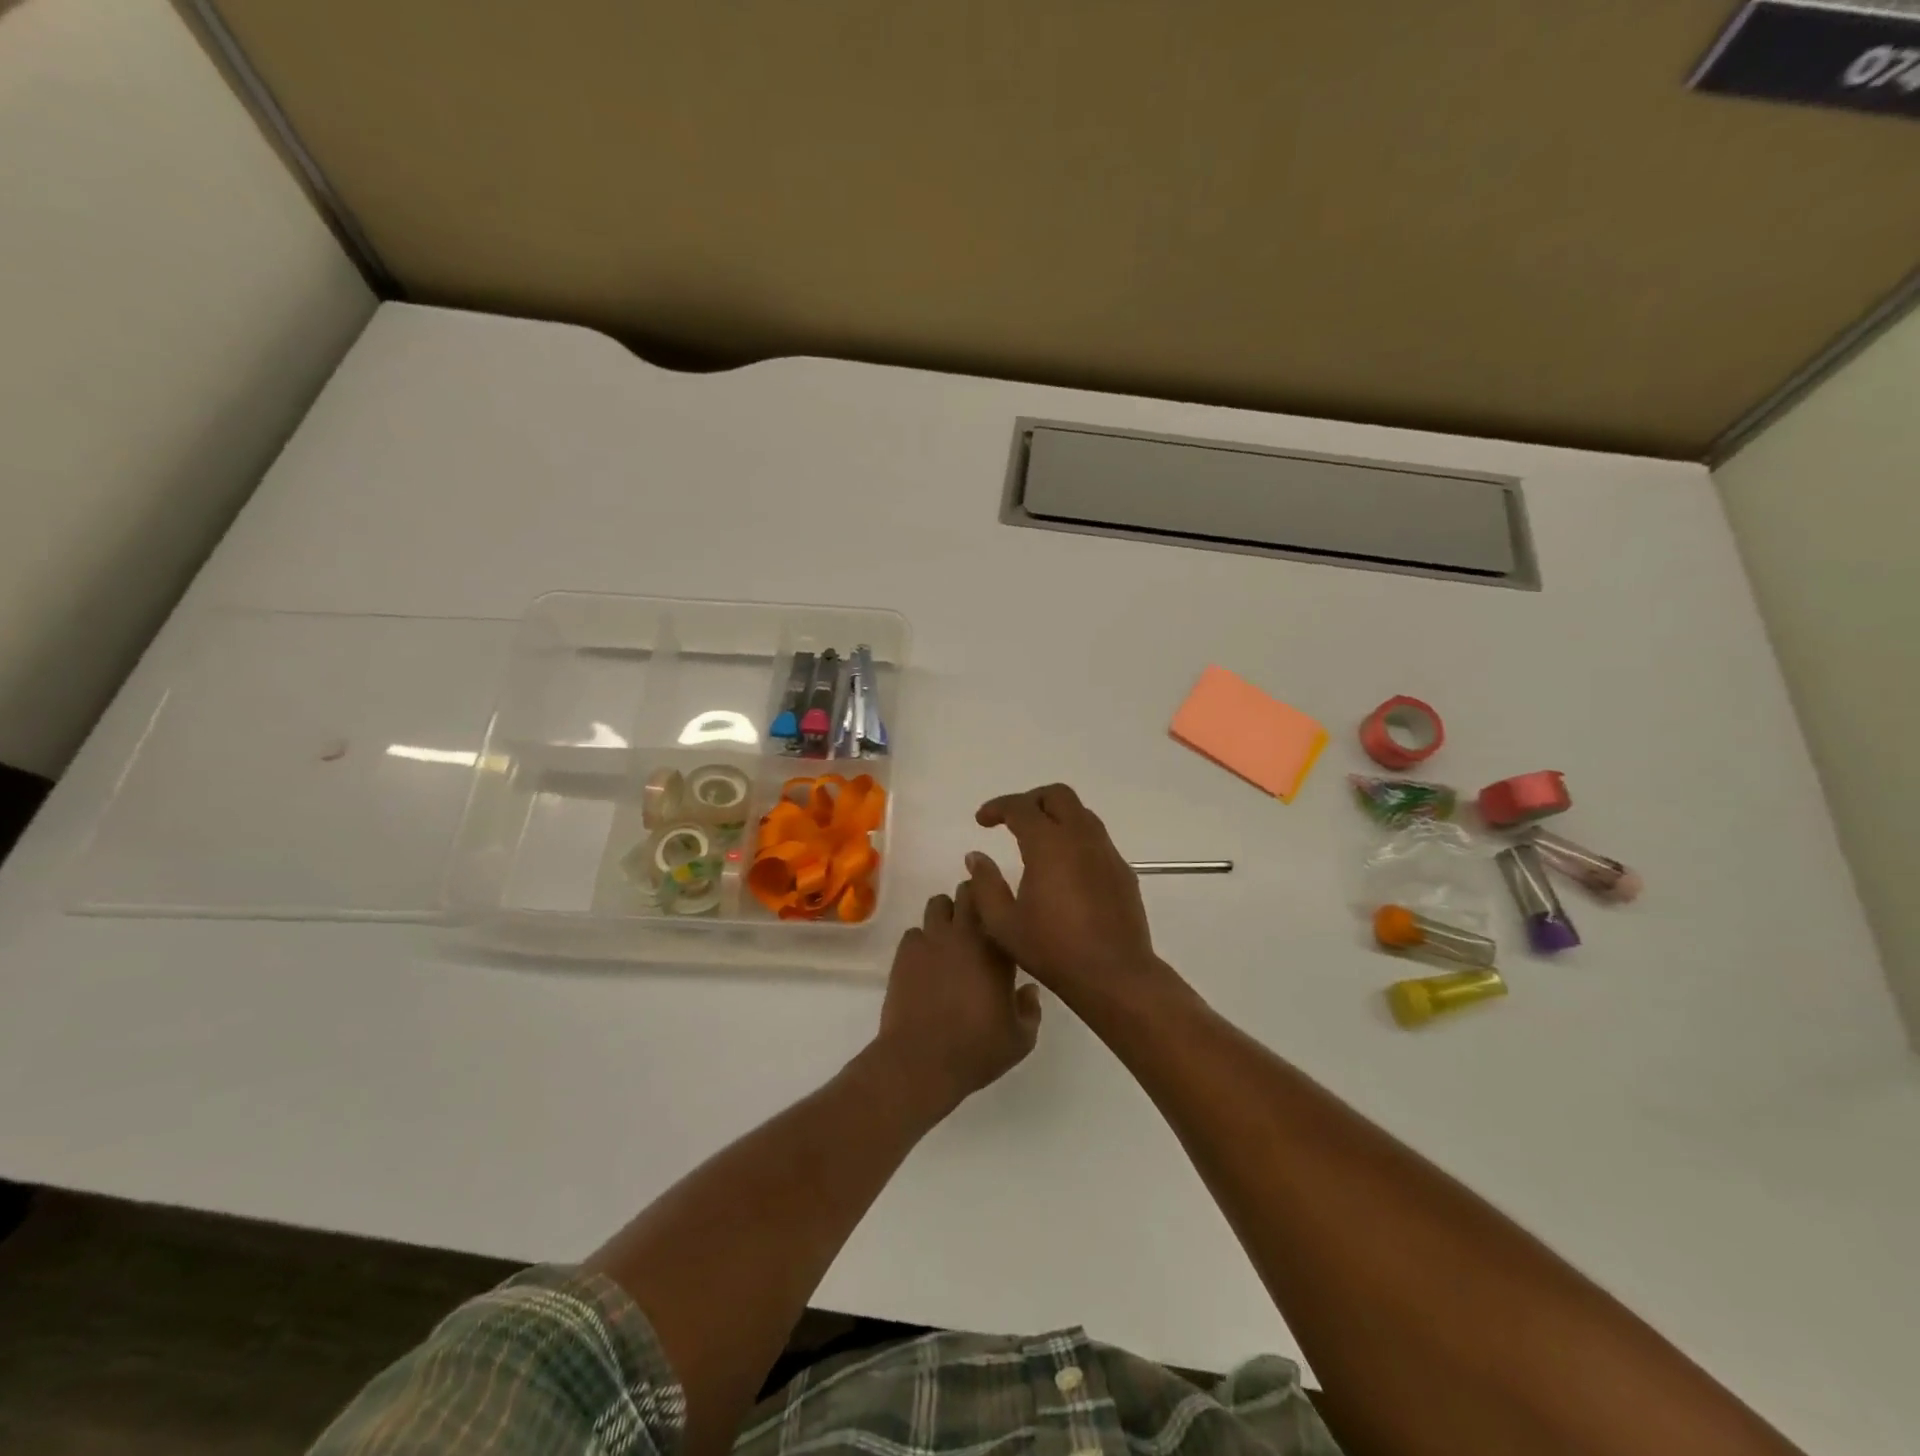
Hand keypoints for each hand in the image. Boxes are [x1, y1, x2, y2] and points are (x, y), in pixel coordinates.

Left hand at [872, 882, 1041, 1118]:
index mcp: (997, 950)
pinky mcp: (905, 953)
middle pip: (967, 893)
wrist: (922, 1060)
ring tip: (949, 938)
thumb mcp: (1021, 1039)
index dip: (999, 904)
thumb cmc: (977, 1050)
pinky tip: (926, 962)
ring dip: (946, 915)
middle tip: (976, 919)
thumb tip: (1029, 989)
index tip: (1002, 913)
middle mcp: (965, 935)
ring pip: (937, 905)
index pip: (1000, 906)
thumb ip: (1031, 1009)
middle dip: (972, 898)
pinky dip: (922, 940)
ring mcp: (931, 940)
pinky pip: (914, 932)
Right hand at [966, 784, 1163, 1010]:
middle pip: (1058, 795)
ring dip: (1056, 817)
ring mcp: (1106, 852)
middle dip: (1031, 800)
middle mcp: (1080, 838)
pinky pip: (1096, 839)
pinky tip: (1065, 868)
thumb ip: (985, 885)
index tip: (982, 821)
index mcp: (1048, 845)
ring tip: (1037, 841)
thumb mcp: (1003, 923)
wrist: (1114, 974)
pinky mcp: (1122, 870)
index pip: (1020, 807)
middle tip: (1012, 821)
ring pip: (1081, 814)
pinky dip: (1076, 839)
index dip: (997, 807)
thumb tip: (976, 857)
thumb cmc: (1052, 949)